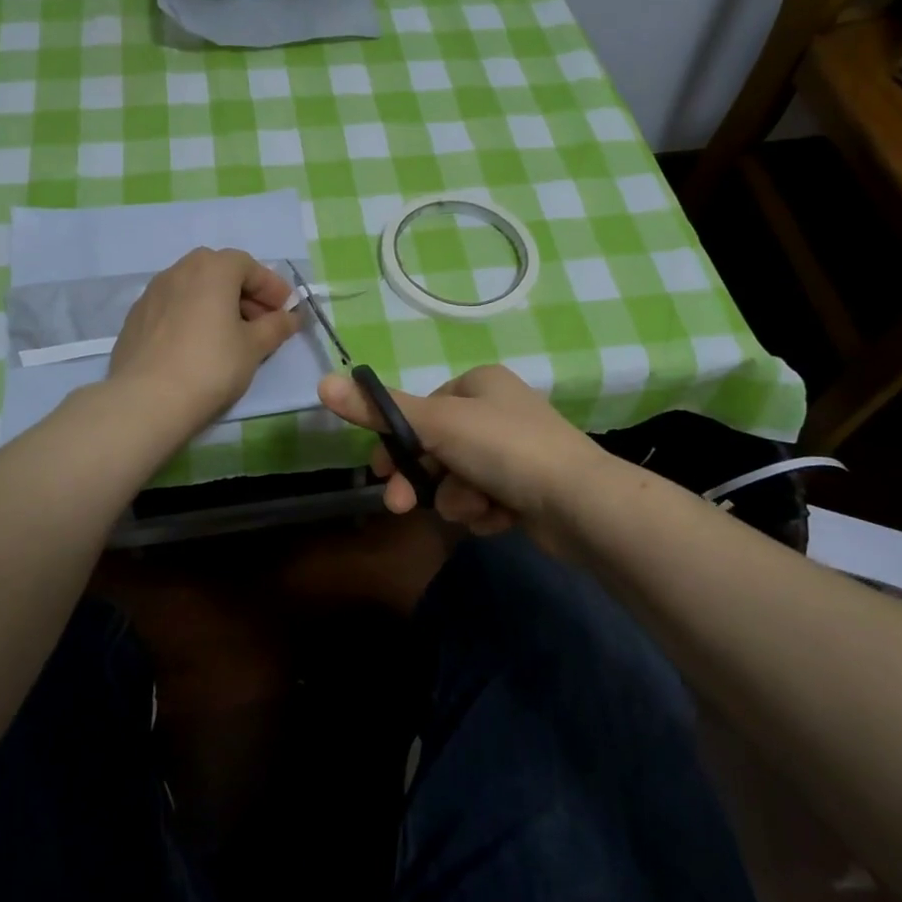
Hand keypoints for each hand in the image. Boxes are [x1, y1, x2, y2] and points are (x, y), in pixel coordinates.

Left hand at [110, 248, 302, 432]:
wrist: (147, 399)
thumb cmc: (211, 366)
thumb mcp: (254, 347)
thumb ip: (275, 327)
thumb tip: (290, 317)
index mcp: (212, 269)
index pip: (249, 266)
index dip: (271, 287)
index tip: (285, 310)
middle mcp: (179, 270)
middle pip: (219, 272)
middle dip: (243, 293)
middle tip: (260, 322)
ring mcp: (152, 293)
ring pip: (193, 289)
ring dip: (216, 304)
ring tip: (229, 335)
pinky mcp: (135, 317)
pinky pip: (173, 307)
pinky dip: (191, 316)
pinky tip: (197, 346)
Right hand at [317, 364, 611, 553]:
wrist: (579, 502)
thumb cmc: (504, 449)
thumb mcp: (437, 424)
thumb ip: (380, 410)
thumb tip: (322, 385)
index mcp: (479, 383)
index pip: (422, 411)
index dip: (397, 442)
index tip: (379, 471)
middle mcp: (498, 411)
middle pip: (437, 447)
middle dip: (424, 479)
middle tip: (403, 506)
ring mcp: (516, 451)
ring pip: (458, 478)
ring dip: (458, 498)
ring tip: (476, 507)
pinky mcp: (528, 488)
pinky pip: (485, 499)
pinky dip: (484, 511)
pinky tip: (499, 517)